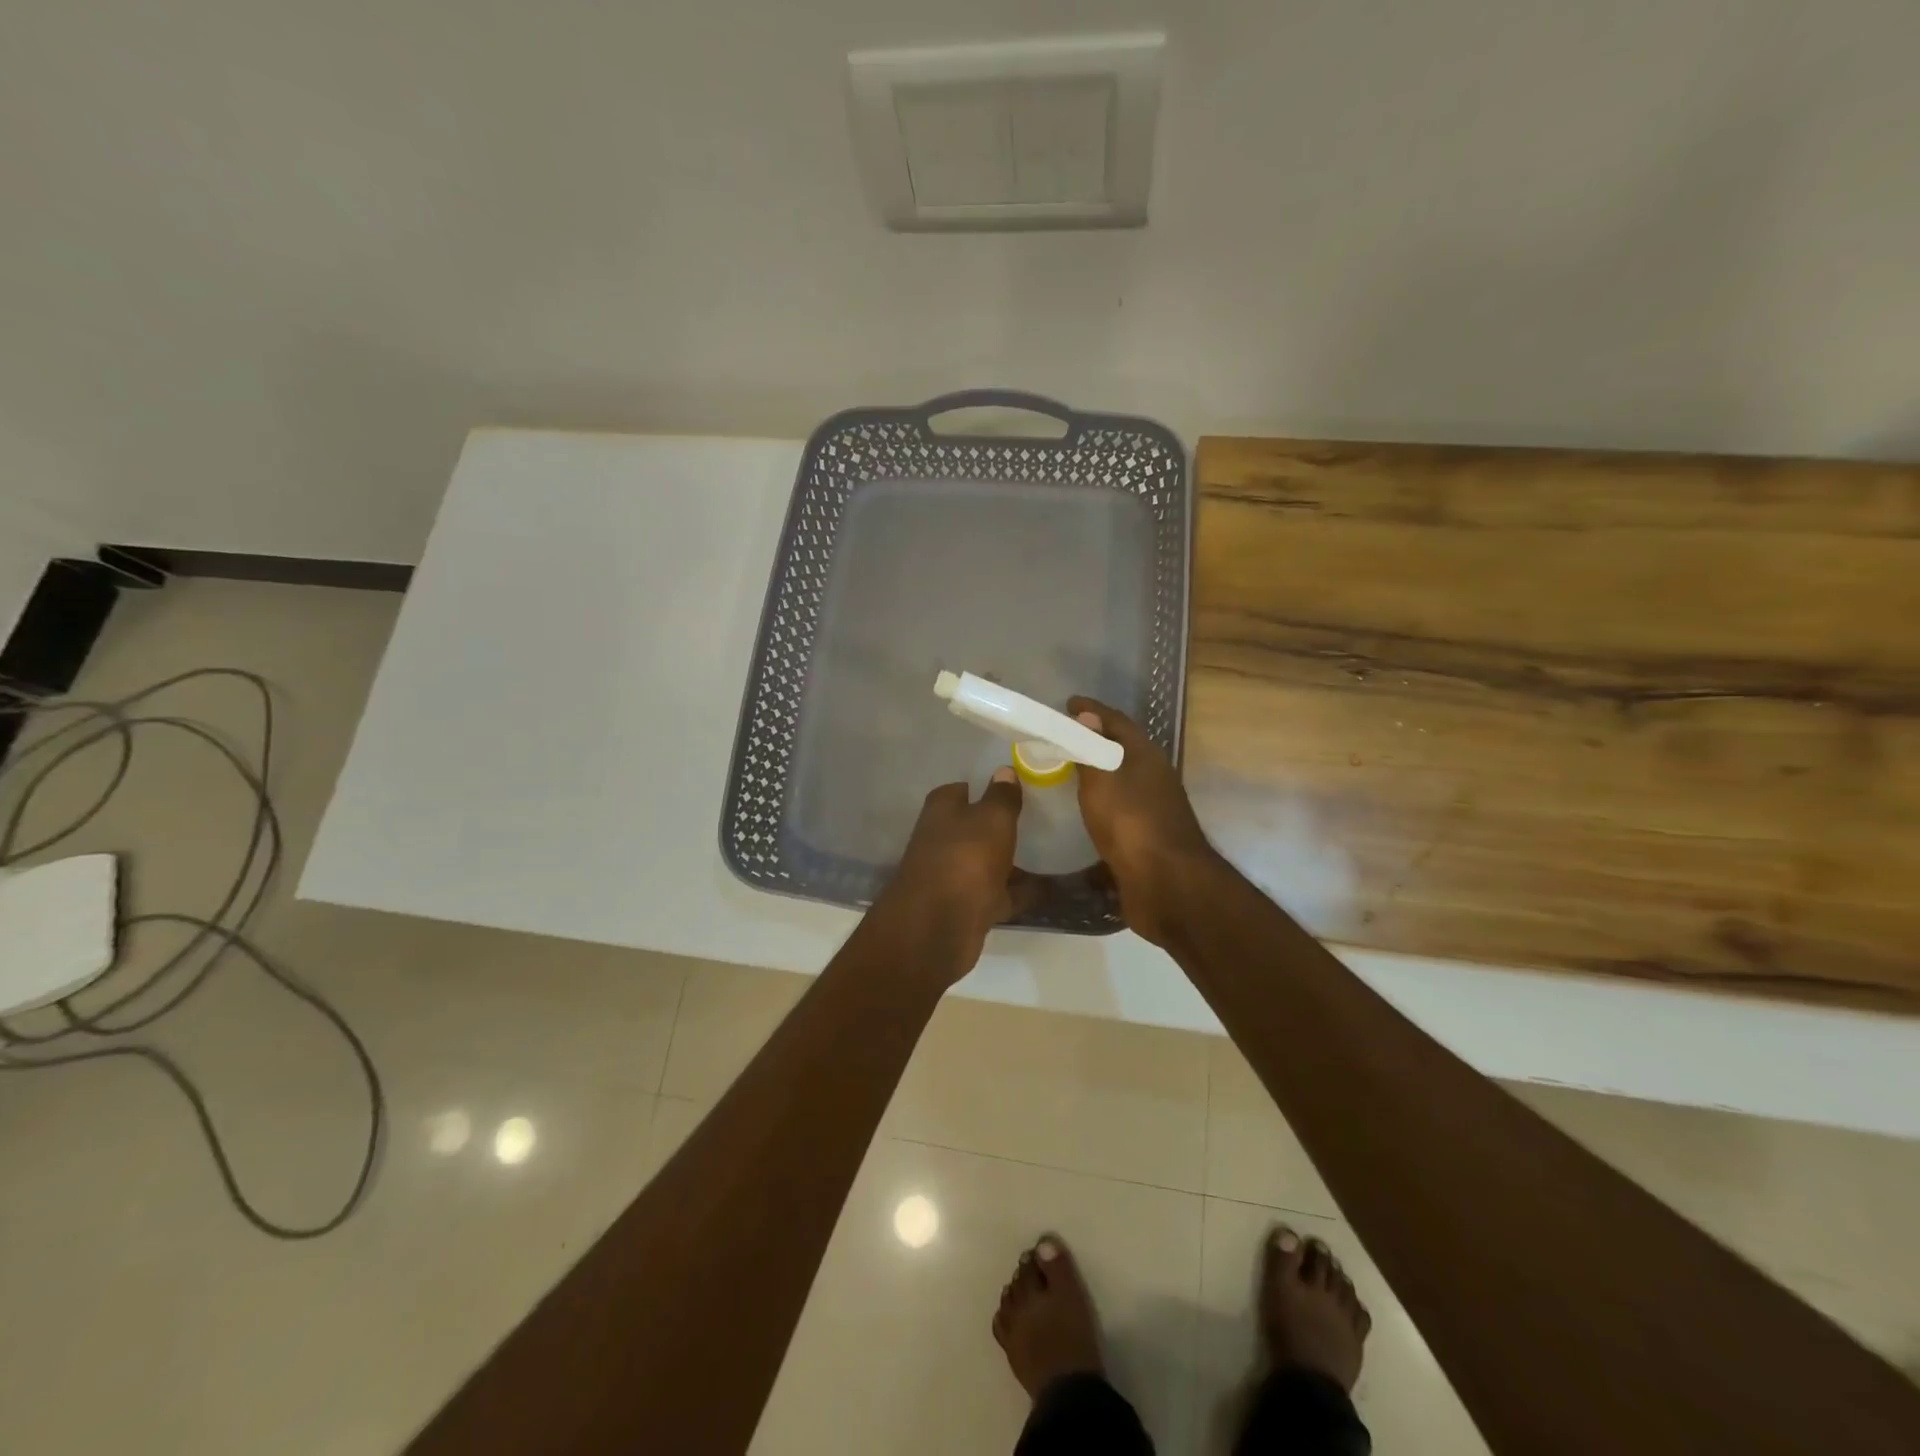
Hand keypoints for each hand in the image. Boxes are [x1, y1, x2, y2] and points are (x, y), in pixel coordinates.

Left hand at [872, 768, 1038, 978]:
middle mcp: (943, 839)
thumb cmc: (965, 859)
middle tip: (1045, 817)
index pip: (964, 788)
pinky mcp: (968, 906)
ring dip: (1014, 860)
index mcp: (942, 810)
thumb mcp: (991, 819)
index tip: (1020, 786)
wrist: (938, 927)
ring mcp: (955, 875)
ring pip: (990, 861)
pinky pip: (1001, 893)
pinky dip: (1022, 891)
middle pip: (977, 826)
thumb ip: (1001, 796)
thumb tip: (1004, 771)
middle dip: (1003, 824)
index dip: (988, 787)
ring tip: (1055, 851)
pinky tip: (1053, 887)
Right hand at [1067, 697, 1220, 948]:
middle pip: (1122, 751)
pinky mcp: (1146, 840)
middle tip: (1062, 739)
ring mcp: (1153, 811)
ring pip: (1121, 784)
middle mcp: (1153, 779)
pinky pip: (1118, 814)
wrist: (1168, 885)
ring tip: (1065, 775)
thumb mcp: (1102, 780)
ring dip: (1097, 777)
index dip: (1092, 710)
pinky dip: (1099, 808)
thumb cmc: (1131, 824)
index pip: (1117, 721)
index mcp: (1146, 757)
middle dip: (1094, 742)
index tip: (1068, 703)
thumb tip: (1086, 716)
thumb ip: (1090, 749)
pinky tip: (1079, 817)